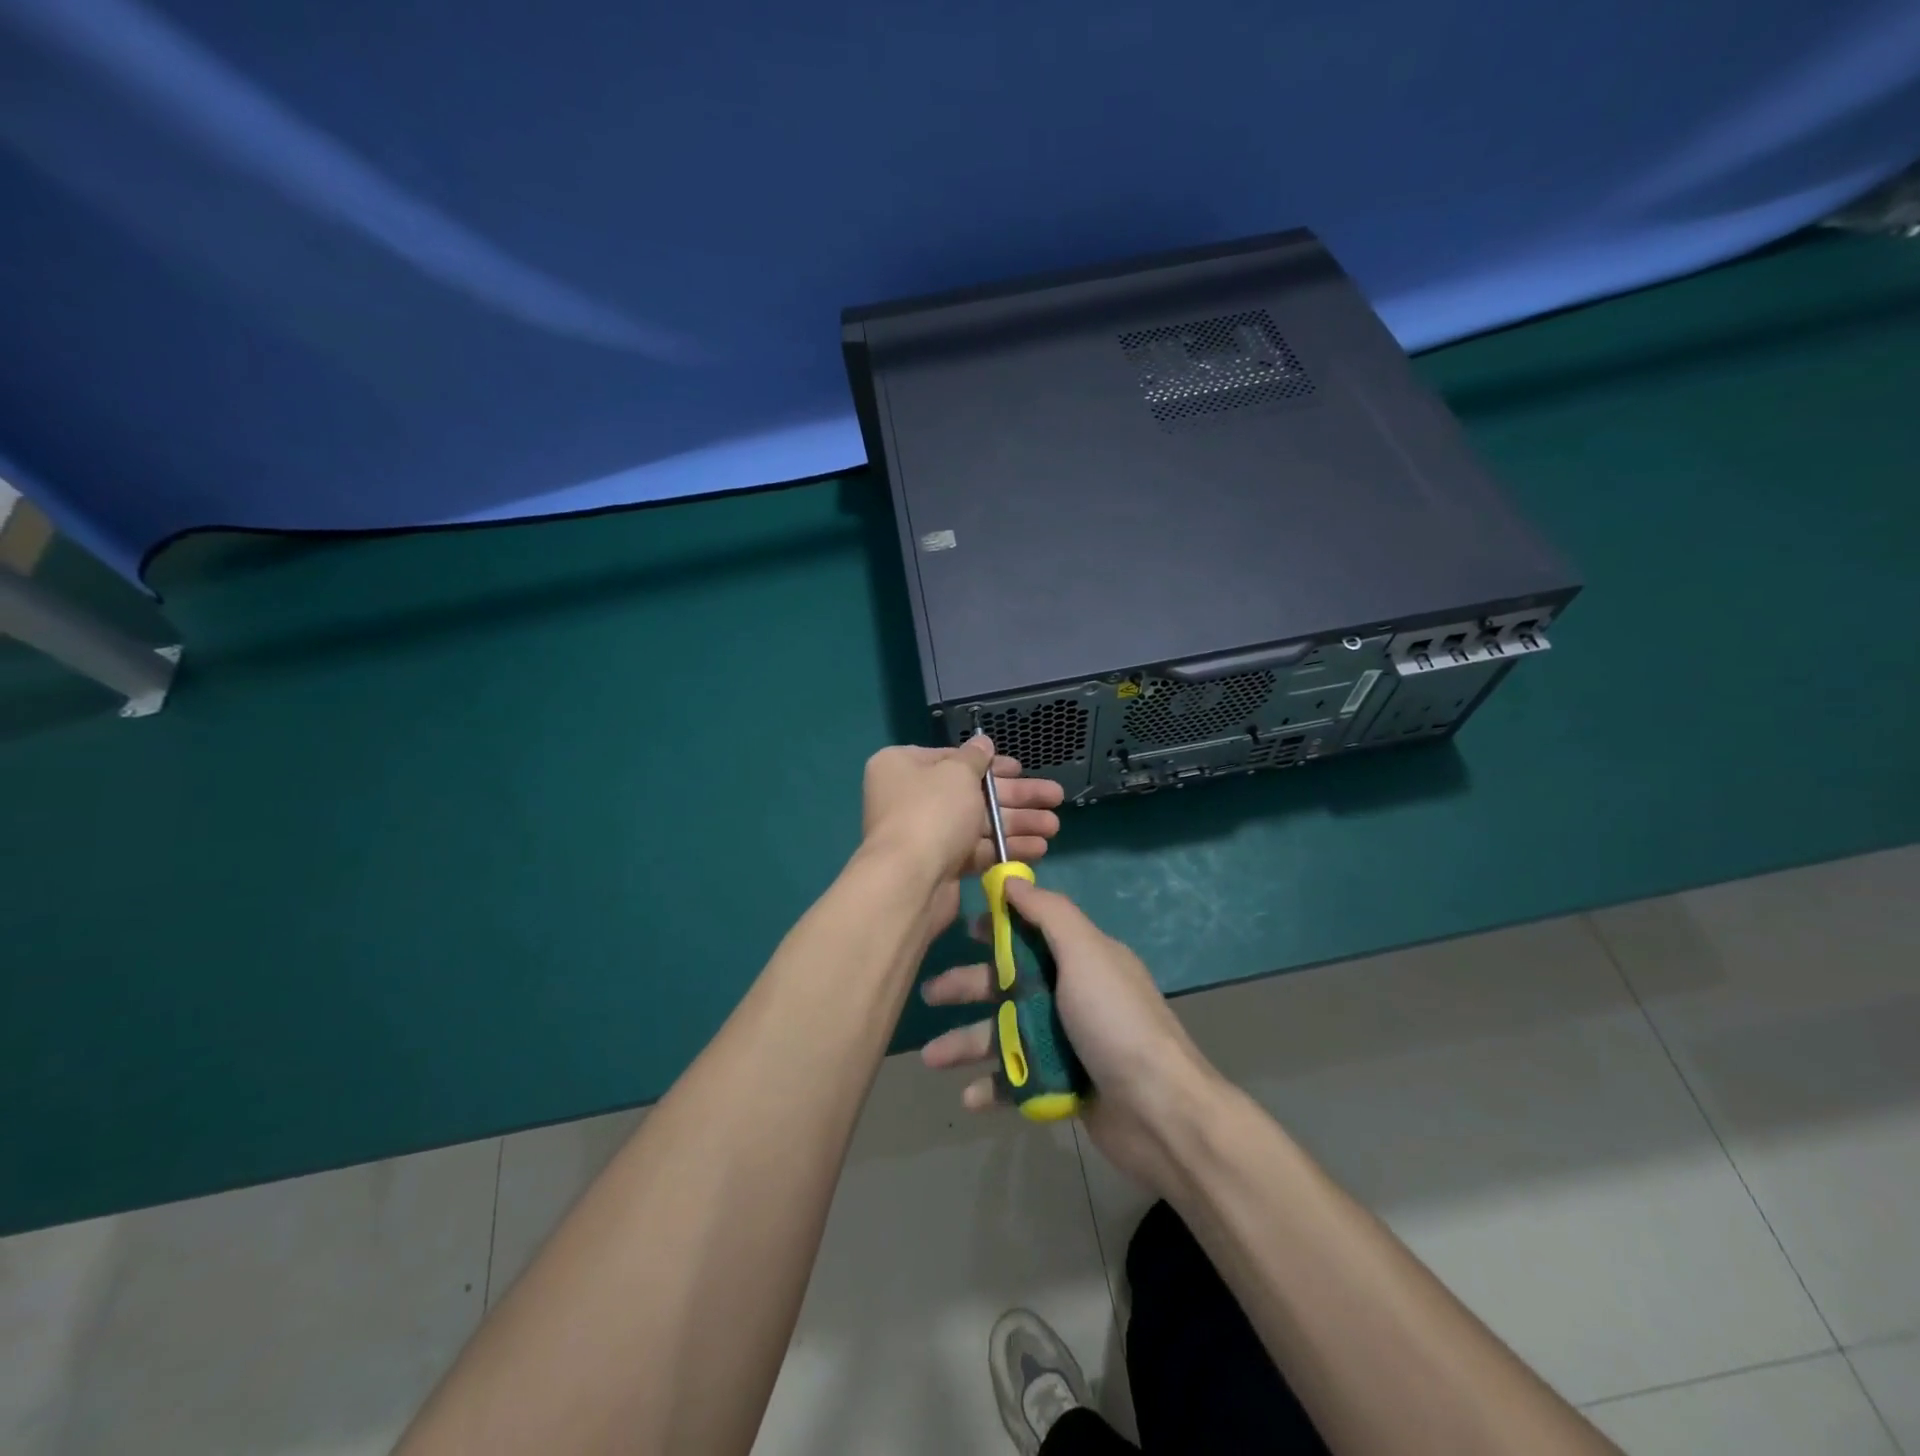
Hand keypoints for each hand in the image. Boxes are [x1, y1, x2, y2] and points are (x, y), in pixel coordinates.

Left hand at [860, 737, 1064, 931]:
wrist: (910, 881)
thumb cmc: (932, 812)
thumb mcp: (958, 773)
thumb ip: (974, 757)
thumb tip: (982, 742)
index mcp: (903, 766)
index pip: (952, 758)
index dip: (989, 764)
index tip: (1020, 768)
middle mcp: (910, 797)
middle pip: (972, 792)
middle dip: (1015, 797)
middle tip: (1055, 797)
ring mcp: (925, 834)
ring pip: (979, 823)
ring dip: (1017, 823)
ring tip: (1054, 826)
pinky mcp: (940, 865)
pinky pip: (977, 850)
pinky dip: (1005, 848)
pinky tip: (1039, 848)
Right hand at [917, 879, 1223, 1193]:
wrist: (1160, 1112)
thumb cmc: (1116, 1022)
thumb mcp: (1086, 953)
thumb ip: (1050, 914)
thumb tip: (1014, 880)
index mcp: (1082, 958)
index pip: (1031, 932)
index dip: (996, 928)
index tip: (962, 930)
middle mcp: (1072, 994)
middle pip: (1009, 982)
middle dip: (968, 987)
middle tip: (930, 994)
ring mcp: (1067, 1042)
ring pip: (1005, 1033)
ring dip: (967, 1041)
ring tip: (932, 1057)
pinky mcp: (1062, 1085)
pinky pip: (1017, 1079)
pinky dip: (993, 1085)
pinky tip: (970, 1097)